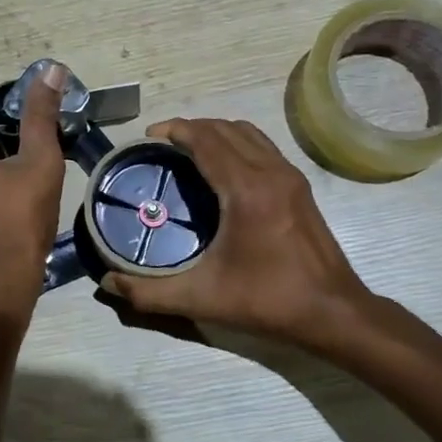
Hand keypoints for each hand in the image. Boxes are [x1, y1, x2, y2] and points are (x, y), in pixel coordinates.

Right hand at [99, 118, 384, 349]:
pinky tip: (222, 169)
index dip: (176, 130)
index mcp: (246, 189)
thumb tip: (107, 283)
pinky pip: (263, 147)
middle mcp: (271, 172)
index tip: (148, 136)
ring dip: (216, 132)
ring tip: (189, 150)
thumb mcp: (201, 299)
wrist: (334, 312)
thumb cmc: (267, 301)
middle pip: (226, 128)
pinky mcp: (300, 187)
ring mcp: (290, 176)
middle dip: (191, 128)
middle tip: (162, 144)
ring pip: (248, 133)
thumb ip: (149, 292)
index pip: (207, 139)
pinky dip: (237, 144)